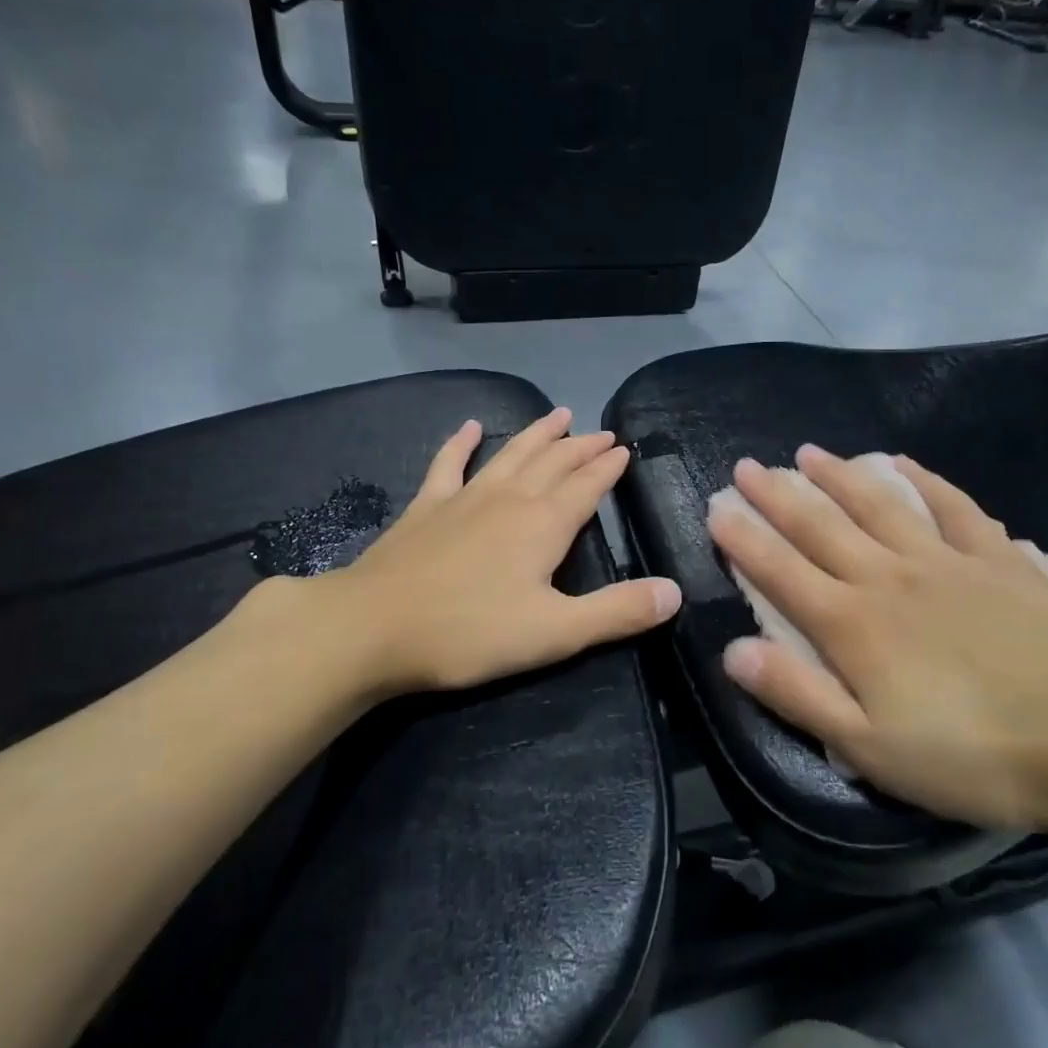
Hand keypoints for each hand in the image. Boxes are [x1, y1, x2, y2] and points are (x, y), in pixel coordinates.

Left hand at [280, 409, 680, 702]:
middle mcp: (509, 499)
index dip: (608, 468)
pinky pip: (448, 464)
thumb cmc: (469, 633)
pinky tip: (471, 427)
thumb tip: (675, 592)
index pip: (587, 486)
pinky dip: (462, 443)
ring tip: (558, 414)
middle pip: (553, 463)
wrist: (372, 627)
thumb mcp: (555, 633)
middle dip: (581, 447)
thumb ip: (618, 612)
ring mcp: (464, 498)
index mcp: (544, 525)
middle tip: (602, 431)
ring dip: (537, 435)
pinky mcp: (426, 508)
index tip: (624, 450)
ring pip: (511, 455)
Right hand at [706, 444, 1047, 840]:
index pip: (780, 571)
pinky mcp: (996, 559)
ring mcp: (944, 561)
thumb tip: (733, 651)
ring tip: (806, 452)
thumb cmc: (974, 754)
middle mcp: (888, 577)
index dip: (743, 539)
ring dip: (838, 476)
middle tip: (746, 466)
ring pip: (877, 505)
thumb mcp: (869, 748)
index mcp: (852, 625)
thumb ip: (798, 694)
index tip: (716, 508)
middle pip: (820, 526)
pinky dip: (922, 480)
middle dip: (776, 495)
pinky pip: (951, 506)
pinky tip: (901, 463)